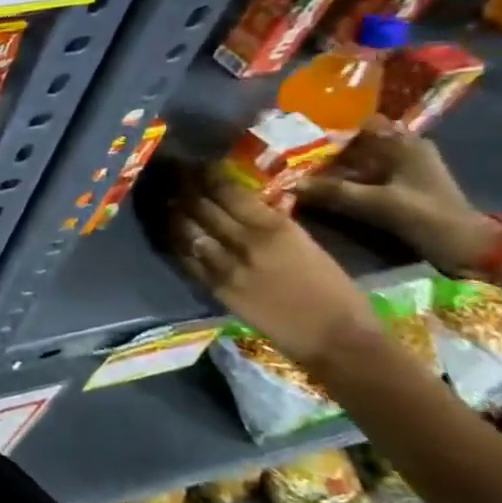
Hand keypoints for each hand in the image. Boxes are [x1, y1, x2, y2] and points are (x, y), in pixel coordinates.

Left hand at [170, 169, 378, 365]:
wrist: (335, 338)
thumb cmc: (333, 289)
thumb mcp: (307, 244)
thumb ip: (273, 222)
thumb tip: (246, 200)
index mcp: (275, 228)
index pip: (228, 192)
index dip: (206, 175)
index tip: (196, 164)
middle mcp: (245, 242)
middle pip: (201, 206)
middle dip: (183, 187)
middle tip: (172, 175)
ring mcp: (225, 266)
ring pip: (186, 230)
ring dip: (174, 212)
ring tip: (166, 199)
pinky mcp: (214, 287)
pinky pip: (186, 258)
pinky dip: (176, 241)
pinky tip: (170, 231)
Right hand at [297, 117, 488, 271]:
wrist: (468, 247)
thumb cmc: (427, 216)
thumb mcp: (376, 203)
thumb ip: (332, 191)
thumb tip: (288, 182)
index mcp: (404, 145)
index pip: (360, 123)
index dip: (327, 124)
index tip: (293, 129)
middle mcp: (401, 150)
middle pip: (352, 141)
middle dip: (320, 146)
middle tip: (284, 150)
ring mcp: (399, 169)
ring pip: (353, 159)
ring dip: (326, 163)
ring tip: (291, 166)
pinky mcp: (395, 186)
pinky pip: (357, 175)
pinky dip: (336, 177)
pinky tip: (312, 183)